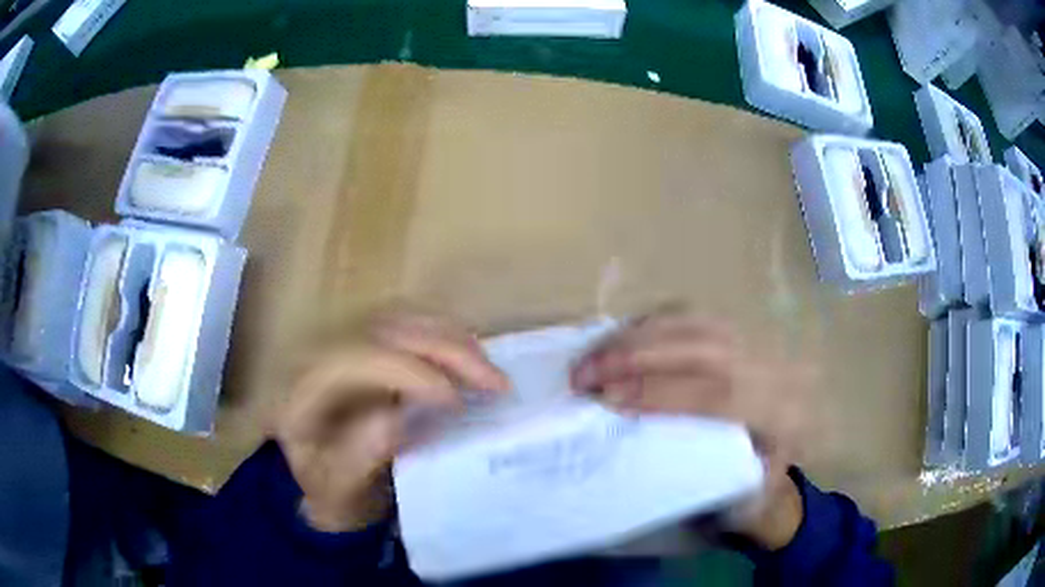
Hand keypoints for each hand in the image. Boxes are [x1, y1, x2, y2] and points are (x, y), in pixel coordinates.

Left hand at [275, 310, 508, 532]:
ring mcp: (343, 339)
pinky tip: (471, 360)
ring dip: (453, 340)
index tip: (457, 402)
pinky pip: (409, 325)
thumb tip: (398, 419)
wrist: (316, 477)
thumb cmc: (326, 486)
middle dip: (447, 350)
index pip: (359, 358)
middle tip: (496, 383)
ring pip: (402, 319)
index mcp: (302, 385)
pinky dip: (446, 338)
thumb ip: (359, 457)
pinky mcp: (364, 341)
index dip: (411, 372)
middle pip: (386, 328)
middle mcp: (319, 350)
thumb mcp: (336, 486)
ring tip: (490, 372)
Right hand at [570, 311, 812, 549]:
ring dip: (635, 336)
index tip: (608, 401)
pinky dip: (649, 325)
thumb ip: (707, 486)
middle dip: (635, 357)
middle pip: (698, 349)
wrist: (802, 436)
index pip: (715, 395)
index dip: (660, 394)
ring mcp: (753, 339)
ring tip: (592, 357)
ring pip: (692, 323)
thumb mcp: (747, 497)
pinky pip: (689, 316)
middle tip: (583, 375)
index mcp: (779, 412)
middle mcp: (768, 366)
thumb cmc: (768, 475)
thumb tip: (646, 457)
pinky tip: (618, 341)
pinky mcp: (736, 328)